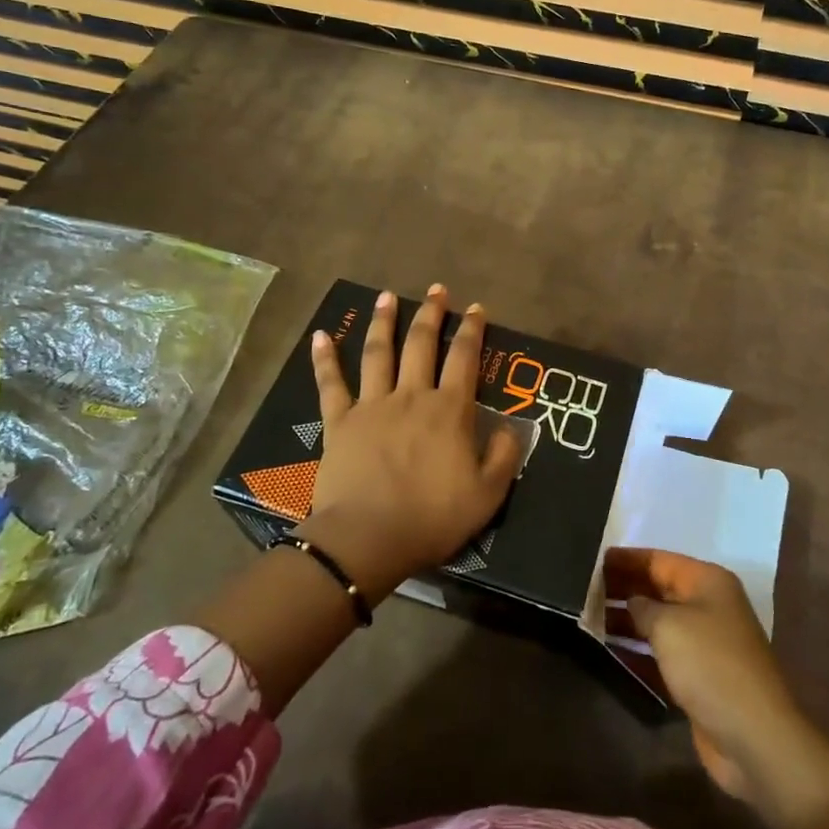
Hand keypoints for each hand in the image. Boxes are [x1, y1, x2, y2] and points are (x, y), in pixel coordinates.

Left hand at [303, 285, 521, 598]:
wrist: (368, 539)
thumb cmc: (432, 518)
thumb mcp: (488, 496)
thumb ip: (503, 458)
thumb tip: (508, 429)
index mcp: (449, 410)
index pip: (464, 358)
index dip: (472, 330)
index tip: (475, 308)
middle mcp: (411, 396)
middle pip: (421, 344)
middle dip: (431, 313)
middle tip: (436, 289)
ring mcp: (372, 405)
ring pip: (378, 353)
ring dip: (383, 322)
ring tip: (387, 296)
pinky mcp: (340, 421)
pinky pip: (331, 383)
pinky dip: (325, 358)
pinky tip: (320, 335)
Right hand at [605, 547, 808, 802]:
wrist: (753, 736)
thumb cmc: (710, 665)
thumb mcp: (669, 625)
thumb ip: (642, 606)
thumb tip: (631, 601)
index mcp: (708, 582)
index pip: (659, 560)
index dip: (627, 559)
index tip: (593, 559)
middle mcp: (709, 607)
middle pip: (659, 589)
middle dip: (624, 588)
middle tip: (584, 590)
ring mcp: (705, 644)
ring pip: (658, 623)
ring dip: (627, 621)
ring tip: (589, 618)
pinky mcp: (699, 678)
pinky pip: (662, 655)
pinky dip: (638, 653)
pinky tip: (609, 652)